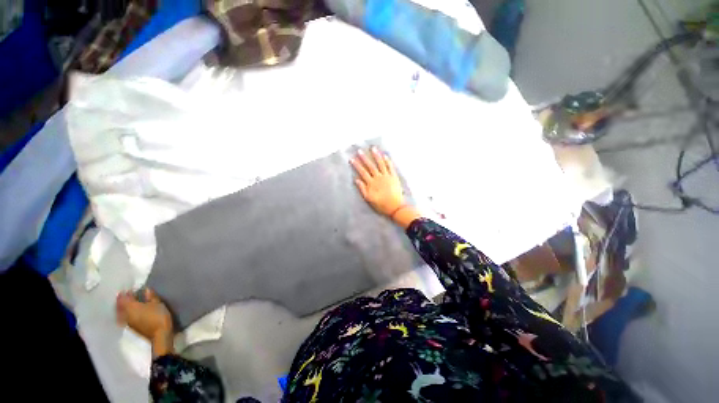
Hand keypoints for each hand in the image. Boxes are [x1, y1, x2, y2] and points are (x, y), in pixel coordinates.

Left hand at [116, 289, 173, 356]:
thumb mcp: (157, 304)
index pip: (124, 298)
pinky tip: (128, 312)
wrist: (160, 335)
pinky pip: (123, 318)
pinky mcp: (132, 327)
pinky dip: (123, 313)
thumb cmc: (158, 316)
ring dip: (121, 307)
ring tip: (126, 303)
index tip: (127, 288)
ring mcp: (128, 322)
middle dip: (121, 300)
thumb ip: (151, 296)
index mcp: (131, 307)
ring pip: (120, 313)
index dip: (125, 293)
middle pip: (120, 306)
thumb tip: (146, 289)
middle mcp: (126, 314)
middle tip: (124, 294)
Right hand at [350, 147, 404, 215]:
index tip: (352, 159)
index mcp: (372, 183)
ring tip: (373, 148)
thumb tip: (356, 179)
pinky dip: (388, 161)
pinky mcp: (394, 177)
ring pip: (381, 164)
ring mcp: (387, 176)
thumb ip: (362, 189)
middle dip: (364, 158)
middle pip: (370, 166)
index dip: (357, 165)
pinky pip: (390, 167)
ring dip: (377, 156)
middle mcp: (379, 178)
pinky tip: (385, 155)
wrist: (396, 207)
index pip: (362, 172)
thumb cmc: (381, 205)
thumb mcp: (369, 199)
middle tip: (360, 151)